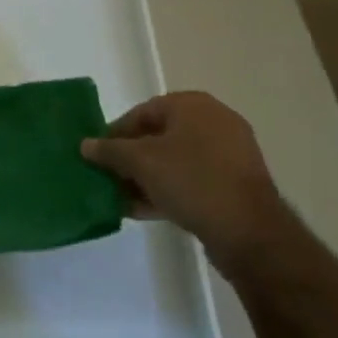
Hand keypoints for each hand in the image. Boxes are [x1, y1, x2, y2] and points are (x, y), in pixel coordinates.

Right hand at [81, 93, 283, 260]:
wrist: (251, 233)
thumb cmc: (193, 181)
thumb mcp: (142, 162)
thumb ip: (110, 151)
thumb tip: (86, 145)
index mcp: (192, 104)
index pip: (142, 112)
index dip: (116, 134)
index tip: (98, 156)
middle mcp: (214, 121)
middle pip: (159, 136)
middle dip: (132, 159)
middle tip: (110, 179)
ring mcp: (229, 153)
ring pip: (176, 161)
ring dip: (148, 178)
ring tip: (124, 199)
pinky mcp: (237, 184)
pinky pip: (194, 180)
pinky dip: (170, 190)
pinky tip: (147, 210)